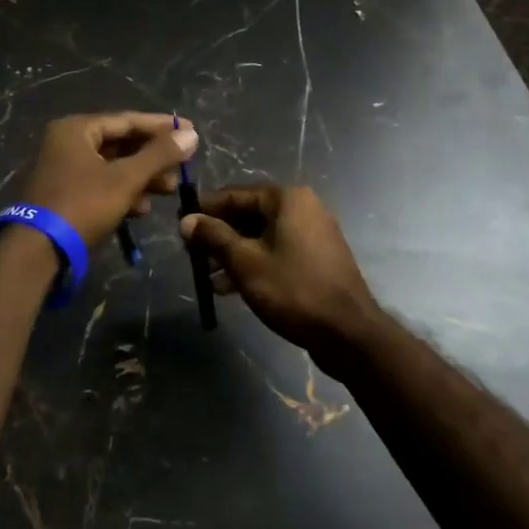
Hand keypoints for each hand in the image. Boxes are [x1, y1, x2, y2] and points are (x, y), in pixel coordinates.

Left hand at [16, 113, 199, 248]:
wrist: (38, 250)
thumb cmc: (83, 205)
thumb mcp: (126, 179)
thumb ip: (159, 155)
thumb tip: (191, 133)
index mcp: (77, 129)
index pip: (128, 120)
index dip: (162, 127)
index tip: (191, 131)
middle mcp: (68, 143)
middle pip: (121, 144)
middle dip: (153, 158)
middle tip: (181, 169)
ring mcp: (64, 170)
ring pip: (113, 167)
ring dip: (142, 178)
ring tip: (168, 190)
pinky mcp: (66, 195)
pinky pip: (102, 185)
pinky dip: (124, 193)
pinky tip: (142, 209)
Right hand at [180, 185, 381, 362]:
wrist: (348, 333)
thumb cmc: (293, 289)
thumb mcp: (245, 262)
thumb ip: (214, 237)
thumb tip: (186, 221)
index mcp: (287, 199)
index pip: (234, 194)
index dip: (205, 210)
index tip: (180, 225)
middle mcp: (302, 208)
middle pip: (248, 215)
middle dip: (218, 236)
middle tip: (192, 255)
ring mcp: (312, 234)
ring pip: (261, 236)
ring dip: (232, 254)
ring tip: (207, 277)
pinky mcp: (316, 259)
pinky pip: (276, 252)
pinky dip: (253, 264)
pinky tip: (229, 288)